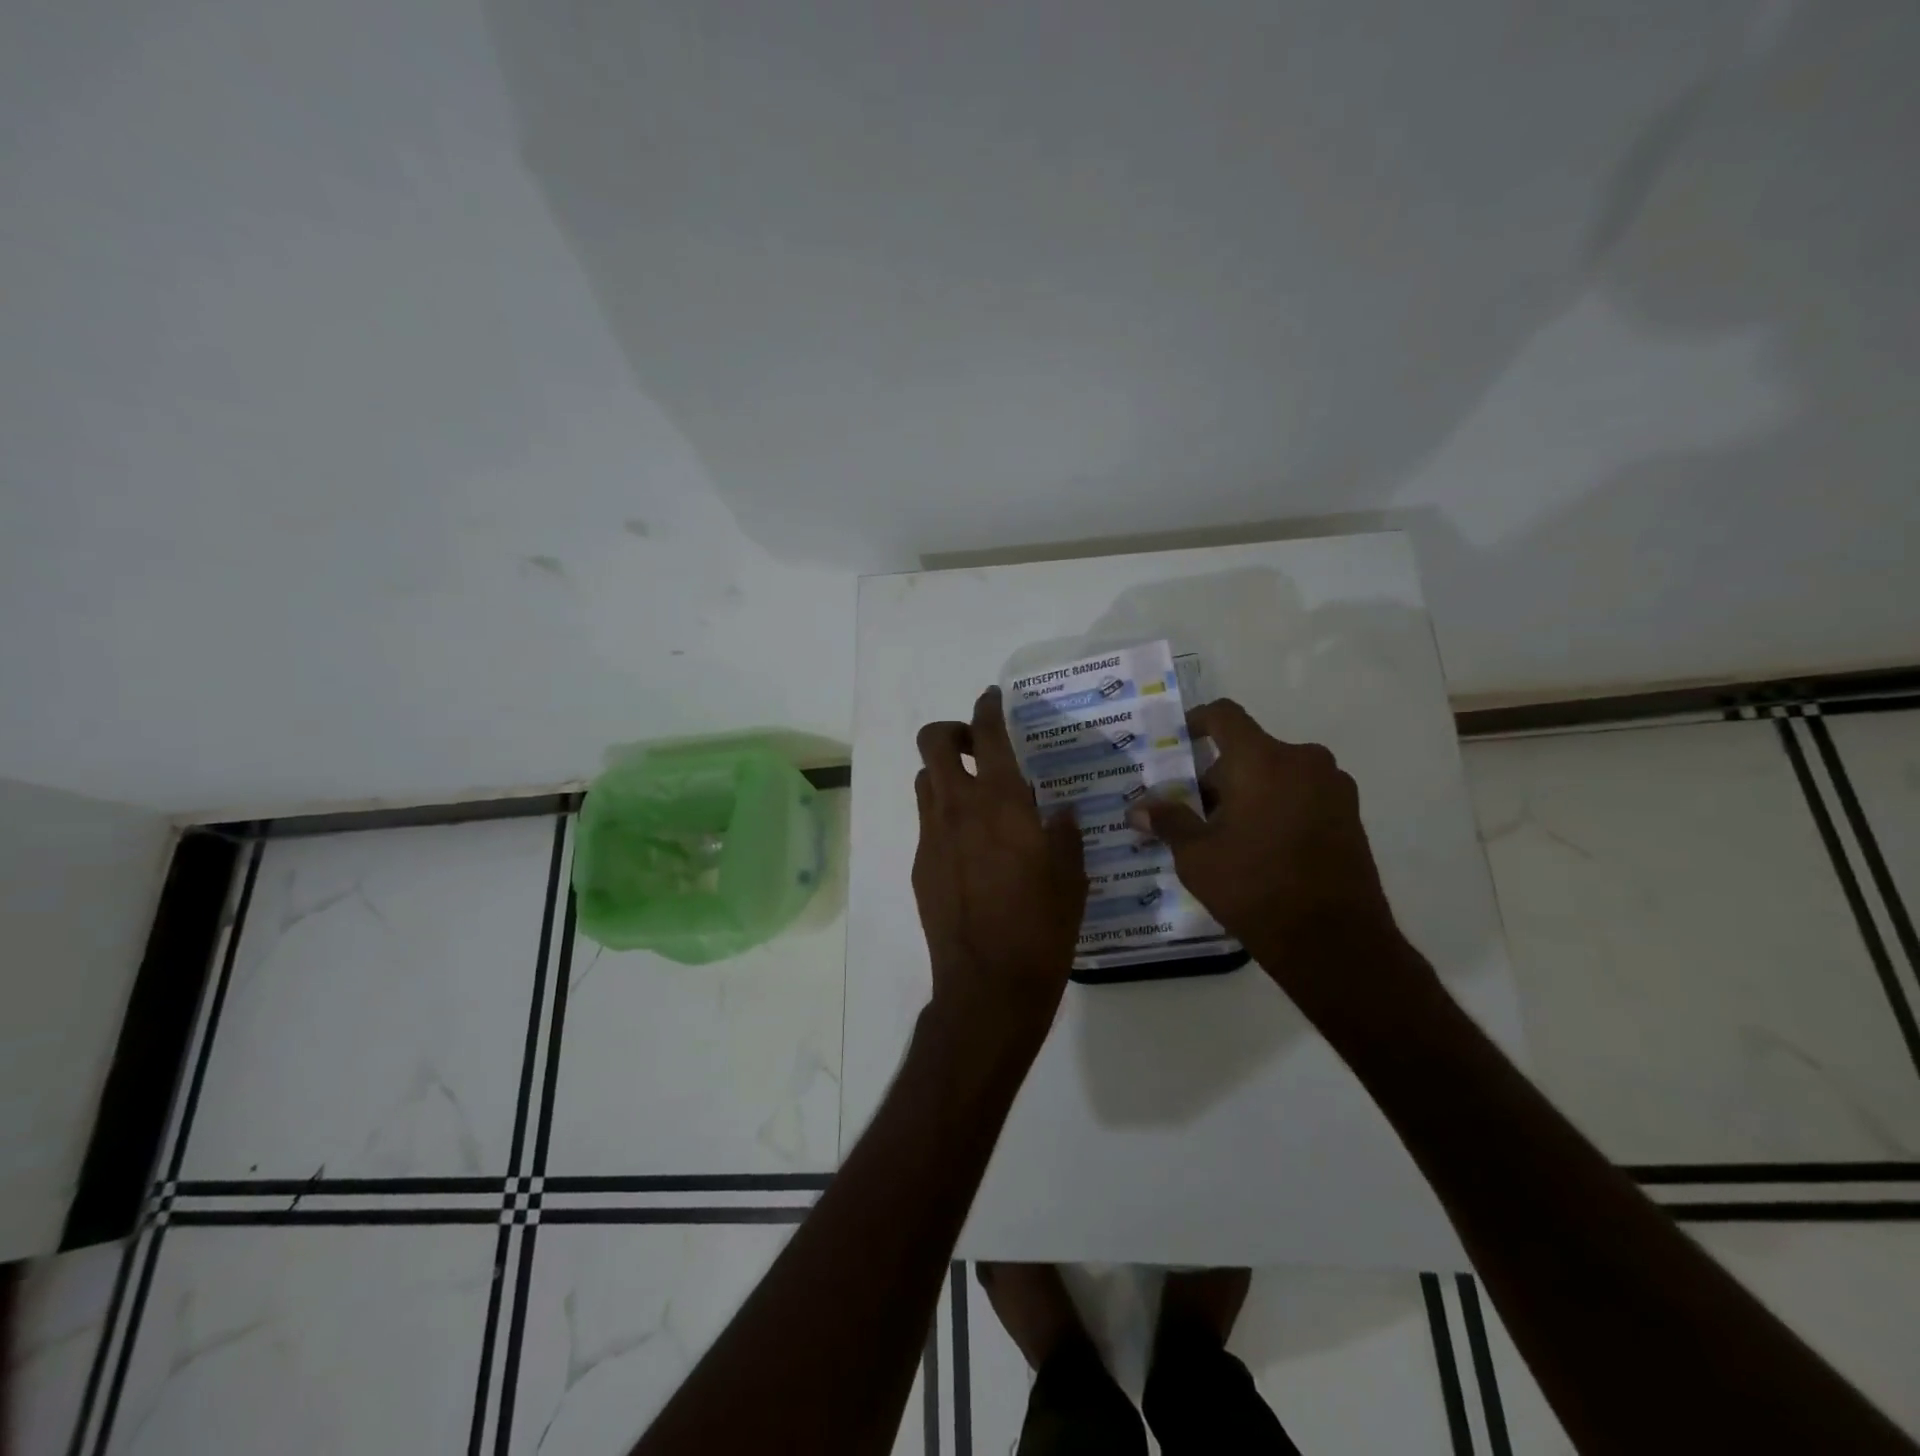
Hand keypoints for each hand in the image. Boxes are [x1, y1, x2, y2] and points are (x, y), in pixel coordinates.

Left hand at [912, 687, 1088, 1055]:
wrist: (988, 985)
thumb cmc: (1042, 927)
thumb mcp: (1071, 876)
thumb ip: (1063, 834)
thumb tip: (1057, 813)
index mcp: (1002, 803)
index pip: (987, 734)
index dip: (987, 707)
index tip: (992, 699)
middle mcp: (959, 808)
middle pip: (933, 743)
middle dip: (951, 732)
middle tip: (976, 747)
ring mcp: (932, 837)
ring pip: (925, 781)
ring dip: (945, 775)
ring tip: (975, 798)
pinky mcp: (919, 866)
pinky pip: (927, 823)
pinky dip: (944, 818)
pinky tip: (970, 849)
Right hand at [1130, 699, 1413, 1016]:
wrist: (1334, 941)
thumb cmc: (1255, 887)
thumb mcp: (1197, 856)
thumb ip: (1169, 822)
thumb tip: (1139, 809)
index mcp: (1263, 759)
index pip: (1225, 716)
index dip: (1197, 721)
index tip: (1180, 741)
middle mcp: (1304, 761)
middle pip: (1249, 751)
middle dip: (1219, 777)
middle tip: (1194, 814)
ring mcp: (1334, 788)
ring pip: (1277, 774)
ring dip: (1250, 793)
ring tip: (1228, 836)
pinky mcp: (1351, 815)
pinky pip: (1303, 795)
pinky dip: (1278, 808)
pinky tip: (1262, 848)